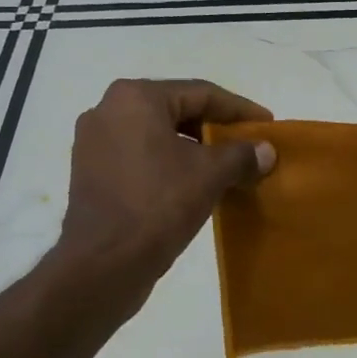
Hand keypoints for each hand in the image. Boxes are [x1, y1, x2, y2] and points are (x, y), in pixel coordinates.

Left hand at [59, 78, 276, 279]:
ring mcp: (93, 142)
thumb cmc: (157, 205)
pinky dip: (167, 164)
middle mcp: (108, 110)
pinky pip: (139, 157)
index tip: (267, 124)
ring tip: (225, 167)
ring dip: (192, 149)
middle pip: (176, 111)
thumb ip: (241, 155)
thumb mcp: (209, 175)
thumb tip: (266, 151)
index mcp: (135, 97)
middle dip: (214, 129)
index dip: (239, 109)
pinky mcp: (89, 172)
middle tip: (248, 145)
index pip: (200, 93)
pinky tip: (192, 184)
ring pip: (156, 136)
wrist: (102, 264)